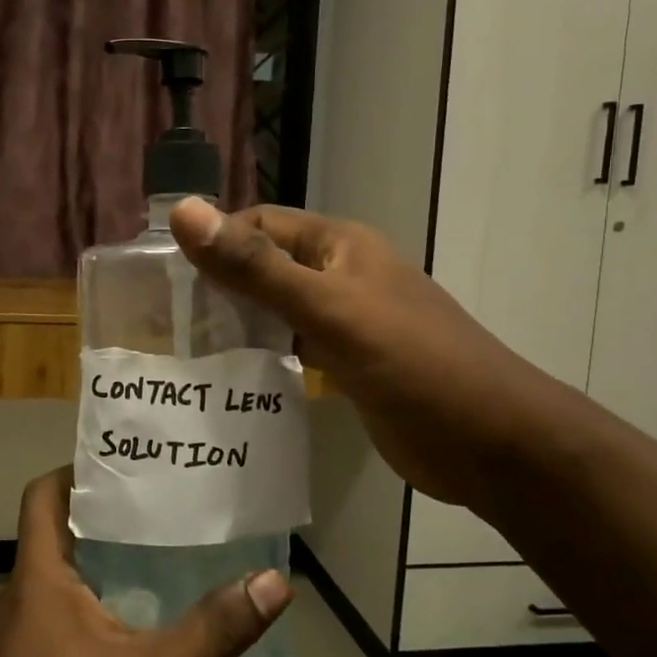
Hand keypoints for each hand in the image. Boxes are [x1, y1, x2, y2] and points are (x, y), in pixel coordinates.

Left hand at [0, 469, 290, 656]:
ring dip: (118, 570)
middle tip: (170, 502)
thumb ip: (211, 631)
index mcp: (37, 580)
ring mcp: (24, 643)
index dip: (78, 468)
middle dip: (114, 517)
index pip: (43, 494)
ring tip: (176, 557)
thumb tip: (274, 580)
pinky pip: (77, 628)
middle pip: (64, 534)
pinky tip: (164, 645)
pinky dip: (115, 621)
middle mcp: (23, 600)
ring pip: (74, 583)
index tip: (129, 460)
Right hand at [169, 198, 563, 513]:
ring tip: (184, 351)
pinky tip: (231, 380)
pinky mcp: (350, 367)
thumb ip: (256, 267)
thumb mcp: (329, 310)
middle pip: (266, 267)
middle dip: (219, 286)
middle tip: (163, 321)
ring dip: (238, 325)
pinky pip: (294, 350)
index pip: (260, 225)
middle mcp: (341, 275)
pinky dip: (264, 357)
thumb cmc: (413, 364)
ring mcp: (347, 323)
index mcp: (339, 246)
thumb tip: (184, 212)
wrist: (493, 444)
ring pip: (277, 311)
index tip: (164, 278)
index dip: (215, 241)